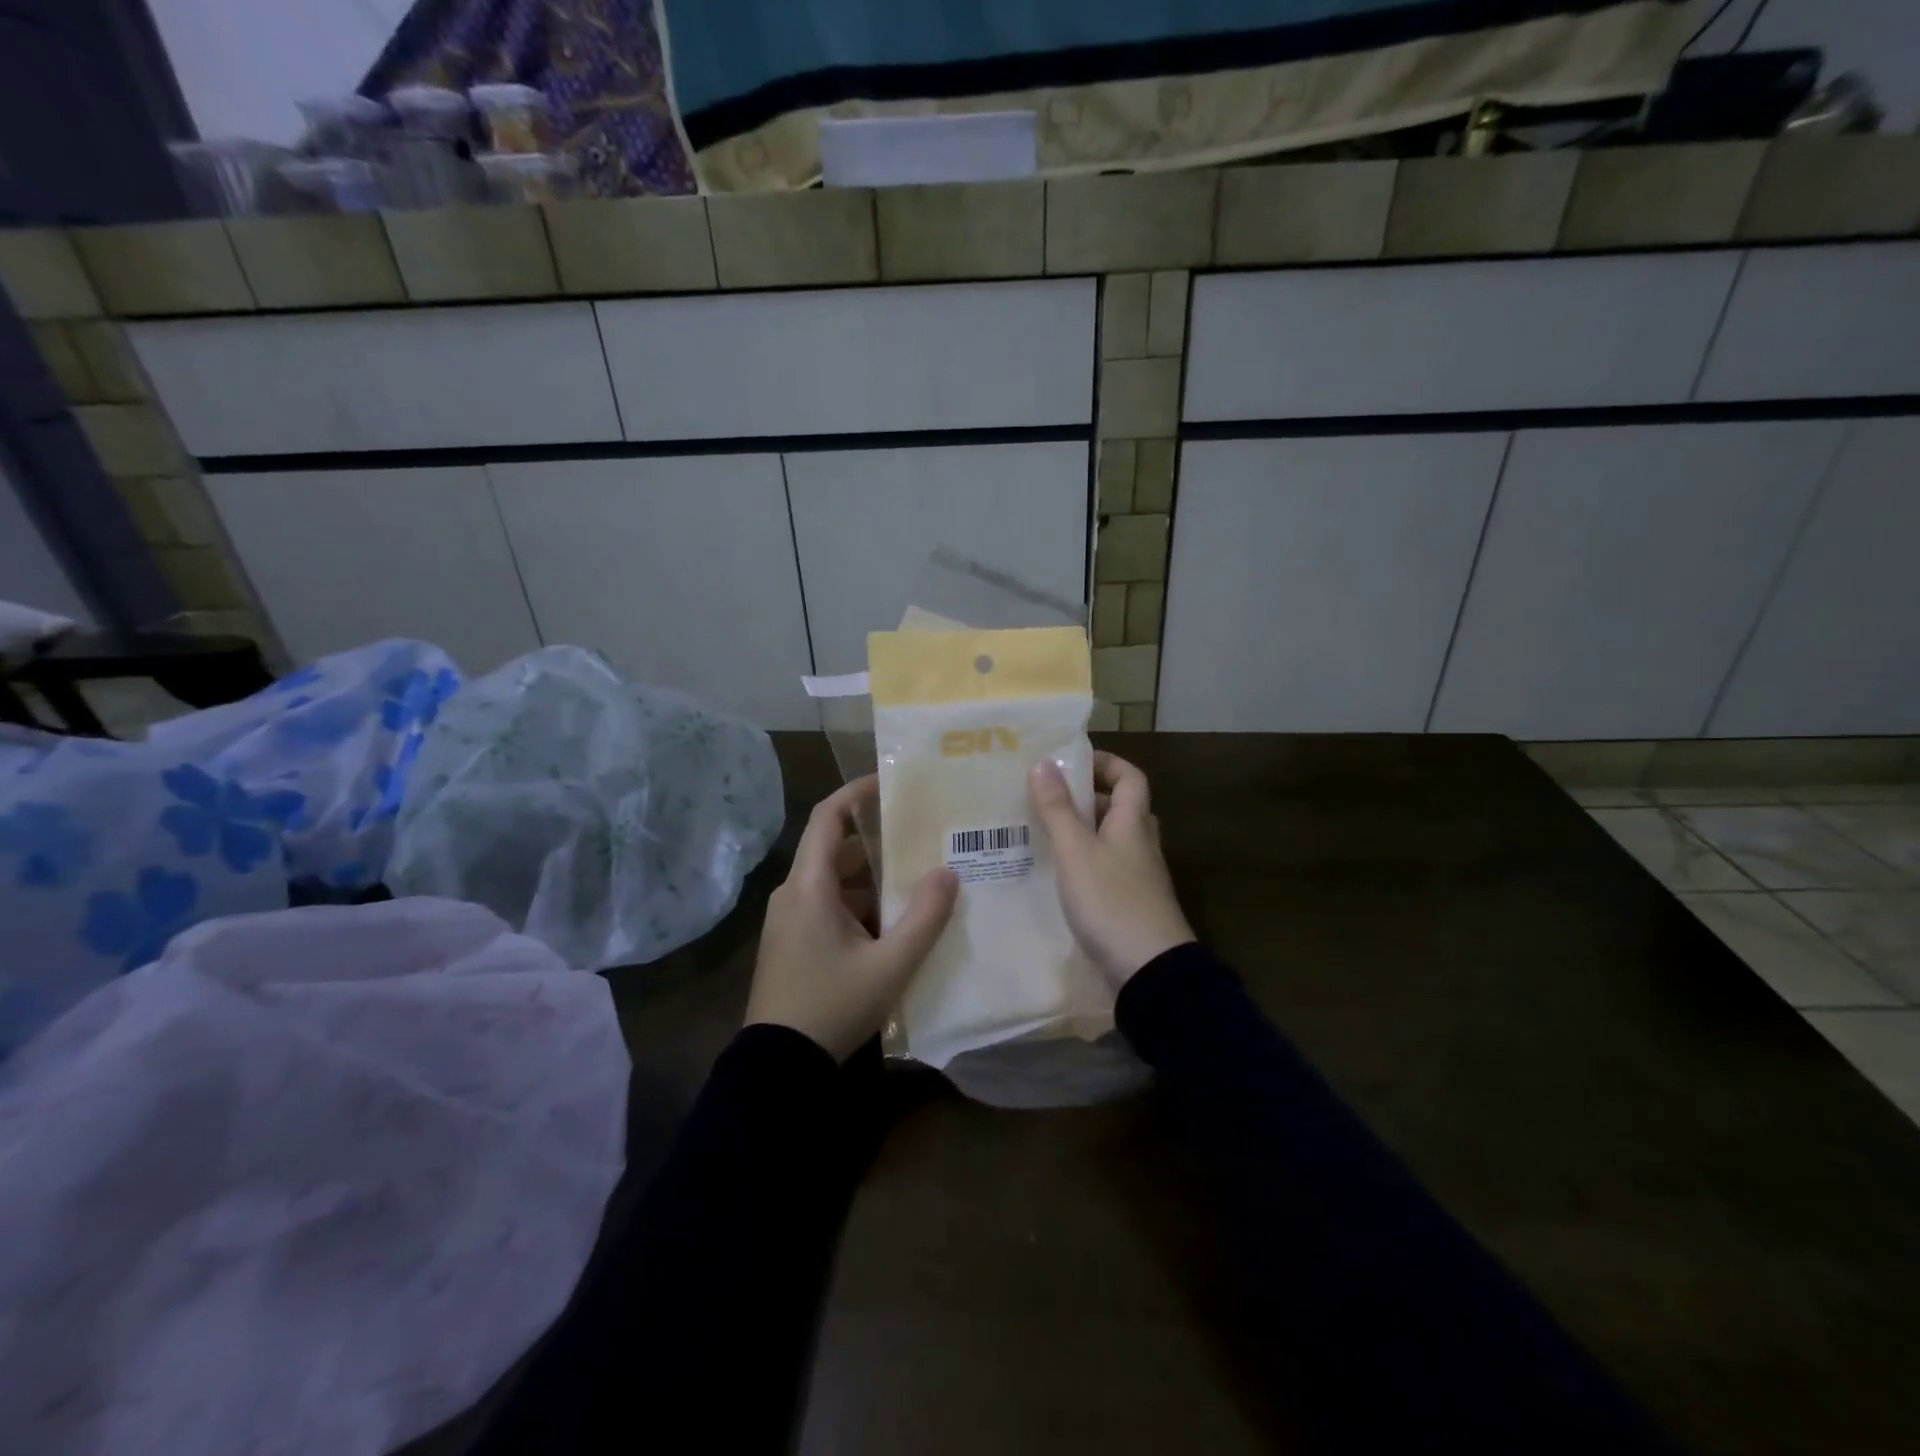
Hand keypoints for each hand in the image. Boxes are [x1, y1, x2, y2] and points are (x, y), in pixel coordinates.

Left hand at [746, 776, 958, 1060]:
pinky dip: (859, 905)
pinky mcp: (792, 943)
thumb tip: (948, 873)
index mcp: (809, 887)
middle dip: (878, 843)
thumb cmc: (832, 1007)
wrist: (779, 1068)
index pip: (828, 817)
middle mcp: (793, 894)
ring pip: (834, 882)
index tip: (890, 782)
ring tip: (917, 881)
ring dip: (872, 880)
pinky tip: (892, 925)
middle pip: (836, 850)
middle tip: (921, 838)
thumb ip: (924, 918)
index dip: (856, 792)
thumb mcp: (890, 966)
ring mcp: (789, 921)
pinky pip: (827, 907)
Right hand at [1030, 751, 1193, 988]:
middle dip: (1088, 797)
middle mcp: (1141, 844)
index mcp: (1133, 823)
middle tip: (1048, 797)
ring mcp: (1139, 876)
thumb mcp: (1076, 850)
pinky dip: (1084, 862)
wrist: (1149, 969)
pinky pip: (1107, 868)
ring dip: (1083, 831)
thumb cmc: (1111, 900)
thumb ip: (1058, 808)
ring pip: (1112, 840)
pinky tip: (1058, 874)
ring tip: (1044, 832)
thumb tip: (1044, 762)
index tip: (1071, 761)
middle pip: (1121, 807)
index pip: (1130, 777)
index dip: (1106, 762)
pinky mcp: (1130, 904)